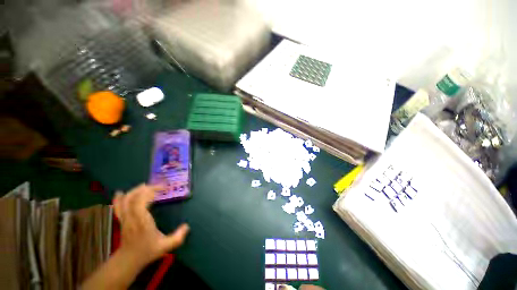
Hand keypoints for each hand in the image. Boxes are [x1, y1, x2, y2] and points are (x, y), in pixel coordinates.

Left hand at [113, 184, 189, 267]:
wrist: (128, 261)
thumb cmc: (147, 252)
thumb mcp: (165, 246)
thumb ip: (178, 237)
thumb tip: (187, 226)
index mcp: (142, 221)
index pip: (140, 201)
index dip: (150, 191)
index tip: (163, 188)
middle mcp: (131, 217)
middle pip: (132, 197)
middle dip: (145, 188)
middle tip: (159, 186)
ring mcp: (125, 218)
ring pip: (125, 200)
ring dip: (135, 191)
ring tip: (146, 186)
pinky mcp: (122, 219)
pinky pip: (118, 206)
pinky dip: (119, 198)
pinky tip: (121, 193)